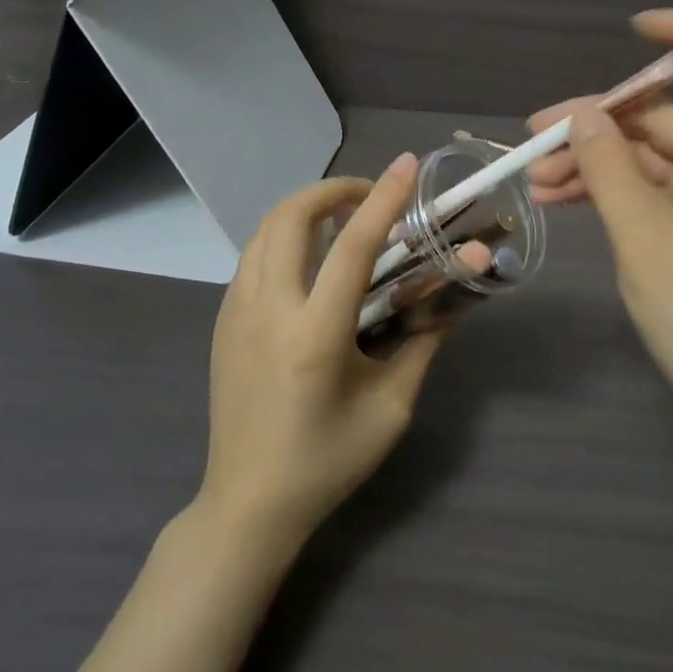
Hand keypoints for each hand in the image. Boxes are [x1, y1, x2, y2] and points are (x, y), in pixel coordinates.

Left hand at [200, 155, 445, 543]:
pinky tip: (311, 259)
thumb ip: (421, 346)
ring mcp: (236, 313)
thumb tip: (449, 301)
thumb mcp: (390, 409)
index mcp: (315, 335)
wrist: (246, 505)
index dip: (383, 199)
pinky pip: (254, 256)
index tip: (406, 166)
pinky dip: (284, 236)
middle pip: (290, 217)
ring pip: (265, 230)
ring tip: (342, 220)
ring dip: (305, 209)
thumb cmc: (326, 462)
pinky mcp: (223, 321)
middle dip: (331, 190)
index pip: (353, 246)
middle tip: (368, 196)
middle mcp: (268, 311)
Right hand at [527, 9, 672, 445]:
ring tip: (532, 179)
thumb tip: (581, 115)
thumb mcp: (643, 237)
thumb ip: (608, 168)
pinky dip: (604, 187)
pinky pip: (643, 186)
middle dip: (596, 121)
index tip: (633, 29)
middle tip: (533, 136)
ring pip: (643, 153)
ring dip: (590, 159)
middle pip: (661, 113)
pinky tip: (557, 197)